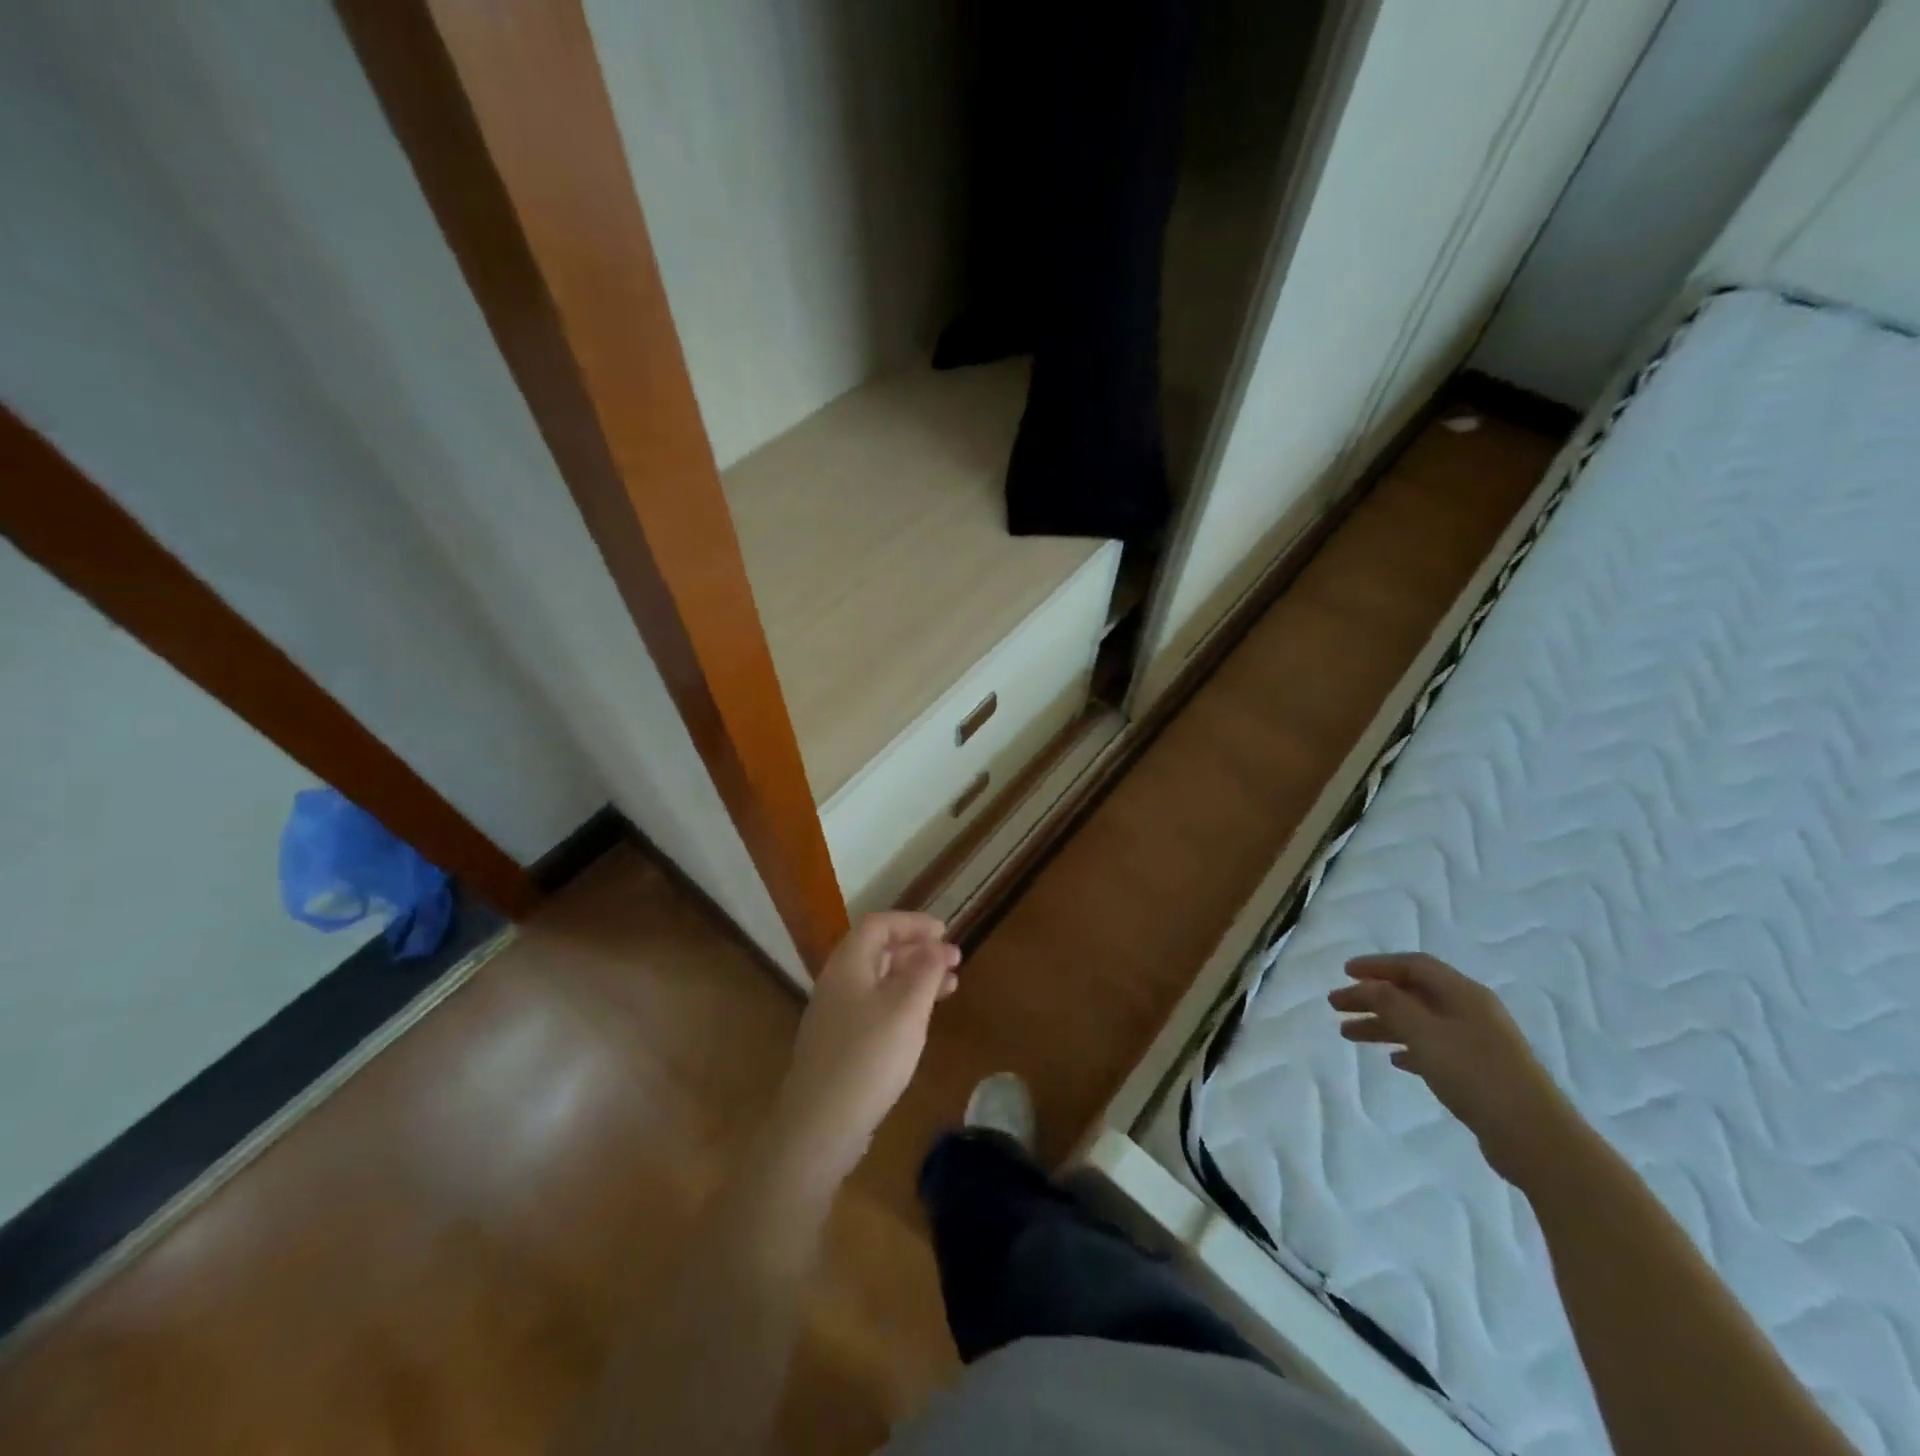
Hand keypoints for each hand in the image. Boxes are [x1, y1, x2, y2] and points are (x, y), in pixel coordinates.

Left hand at [769, 913, 961, 1189]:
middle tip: (955, 961)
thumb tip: (938, 946)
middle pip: (878, 951)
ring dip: (914, 978)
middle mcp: (837, 983)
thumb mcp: (907, 1009)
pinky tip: (920, 1021)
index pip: (879, 925)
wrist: (818, 1126)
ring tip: (950, 988)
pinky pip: (874, 1007)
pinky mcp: (839, 1044)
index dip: (913, 923)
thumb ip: (925, 971)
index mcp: (848, 965)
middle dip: (918, 950)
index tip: (946, 932)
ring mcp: (835, 1015)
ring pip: (879, 981)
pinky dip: (902, 1003)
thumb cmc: (868, 1057)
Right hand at [1329, 953, 1577, 1182]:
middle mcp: (1471, 1012)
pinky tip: (1392, 1060)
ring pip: (1419, 1022)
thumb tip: (1369, 985)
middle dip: (1372, 997)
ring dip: (1383, 1024)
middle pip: (1412, 994)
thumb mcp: (1425, 1033)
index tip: (1344, 973)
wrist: (1536, 1139)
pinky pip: (1433, 1049)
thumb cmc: (1476, 1075)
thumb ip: (1392, 1004)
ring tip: (1348, 1034)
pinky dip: (1408, 1048)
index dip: (1377, 965)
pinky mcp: (1480, 1073)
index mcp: (1463, 994)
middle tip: (1336, 1005)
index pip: (1414, 965)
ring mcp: (1478, 1043)